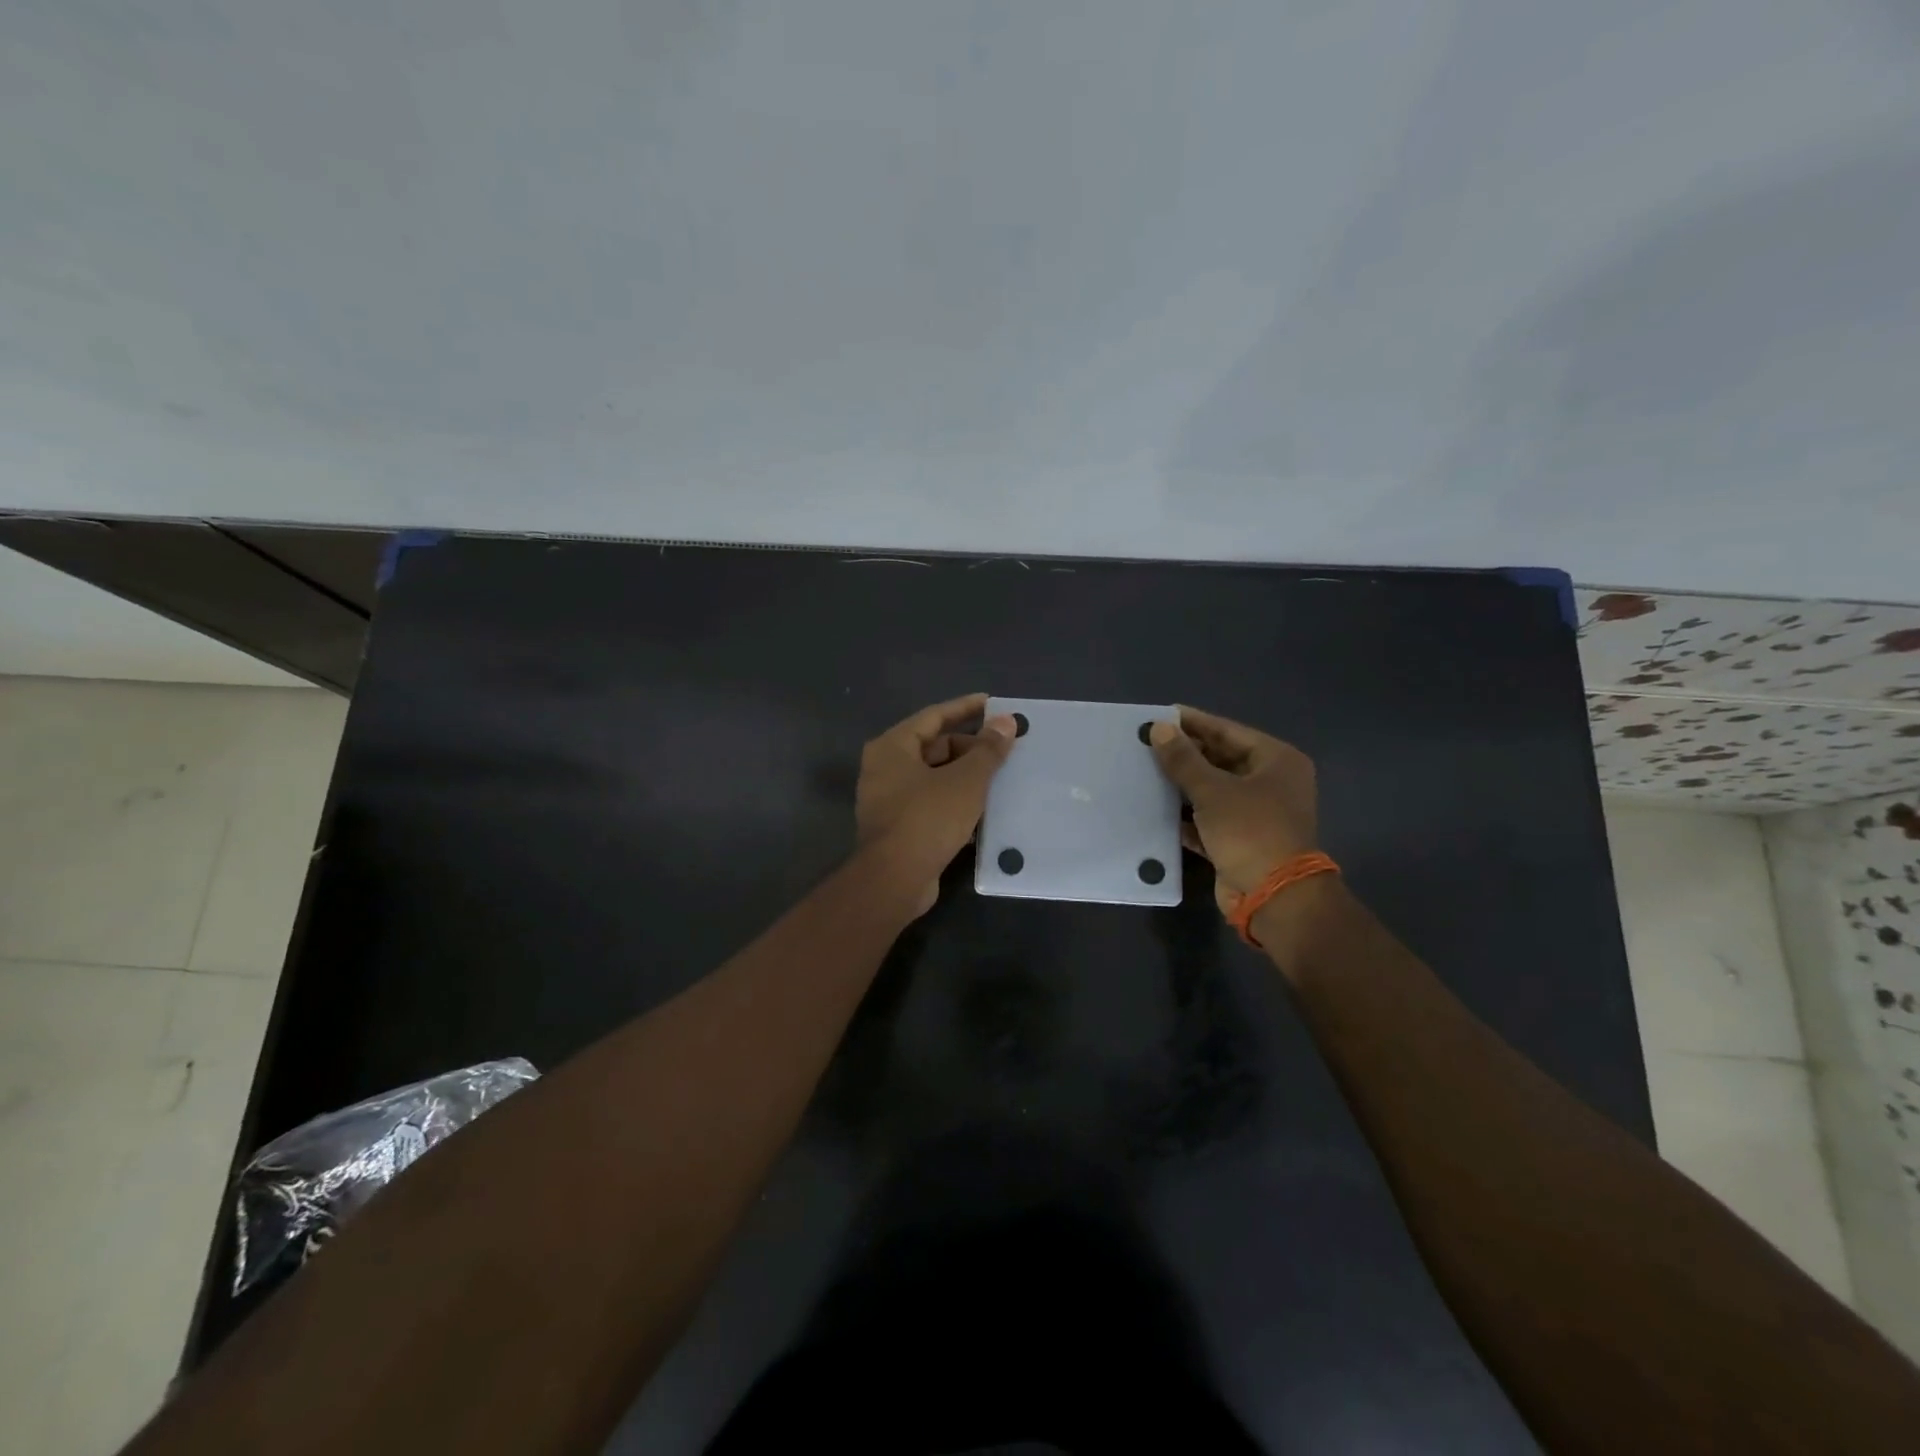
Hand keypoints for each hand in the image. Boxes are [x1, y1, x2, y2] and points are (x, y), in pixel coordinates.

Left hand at [856, 693, 1017, 915]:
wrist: (895, 879)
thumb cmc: (928, 818)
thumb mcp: (966, 780)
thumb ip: (988, 750)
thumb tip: (1006, 722)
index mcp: (892, 747)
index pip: (934, 715)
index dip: (965, 708)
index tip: (992, 703)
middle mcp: (884, 768)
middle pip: (933, 746)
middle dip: (969, 747)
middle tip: (1004, 750)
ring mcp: (888, 799)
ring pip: (934, 776)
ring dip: (965, 775)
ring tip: (1000, 776)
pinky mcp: (898, 826)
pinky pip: (931, 802)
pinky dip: (955, 799)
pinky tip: (984, 807)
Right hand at [1148, 707, 1317, 915]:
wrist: (1274, 897)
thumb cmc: (1250, 831)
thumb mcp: (1212, 790)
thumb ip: (1183, 759)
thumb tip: (1158, 728)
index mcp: (1276, 761)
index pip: (1227, 731)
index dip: (1193, 723)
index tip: (1160, 715)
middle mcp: (1271, 783)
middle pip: (1221, 759)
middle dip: (1185, 755)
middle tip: (1146, 744)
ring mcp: (1257, 813)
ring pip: (1213, 790)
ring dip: (1182, 785)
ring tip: (1144, 772)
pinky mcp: (1241, 840)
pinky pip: (1209, 819)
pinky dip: (1186, 815)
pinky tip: (1155, 808)